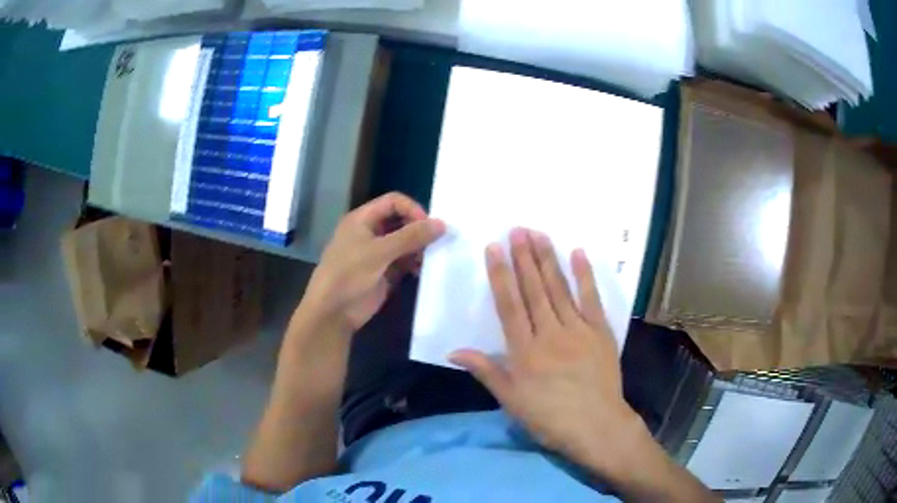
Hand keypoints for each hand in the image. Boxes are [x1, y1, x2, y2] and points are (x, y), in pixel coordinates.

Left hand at [301, 192, 444, 331]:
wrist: (332, 313)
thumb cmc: (349, 275)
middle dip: (418, 228)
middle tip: (437, 241)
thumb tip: (442, 224)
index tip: (428, 226)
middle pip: (400, 220)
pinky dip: (415, 263)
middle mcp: (370, 232)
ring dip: (419, 247)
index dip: (412, 209)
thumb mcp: (379, 252)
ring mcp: (377, 253)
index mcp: (362, 219)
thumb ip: (410, 237)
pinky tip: (423, 270)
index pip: (393, 202)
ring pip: (404, 242)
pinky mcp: (384, 273)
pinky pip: (404, 262)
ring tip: (432, 257)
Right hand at [450, 228, 643, 477]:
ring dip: (548, 260)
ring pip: (559, 289)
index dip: (501, 274)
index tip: (494, 248)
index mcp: (525, 351)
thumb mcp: (511, 401)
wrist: (597, 426)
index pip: (509, 305)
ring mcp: (578, 330)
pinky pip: (591, 299)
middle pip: (534, 290)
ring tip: (539, 234)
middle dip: (524, 257)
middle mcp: (550, 333)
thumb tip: (453, 352)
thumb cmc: (550, 418)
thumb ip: (486, 371)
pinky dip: (585, 276)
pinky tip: (578, 254)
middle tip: (517, 229)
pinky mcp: (600, 332)